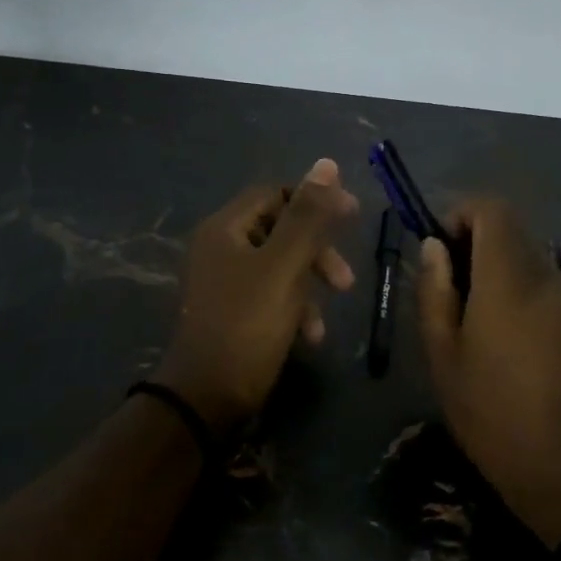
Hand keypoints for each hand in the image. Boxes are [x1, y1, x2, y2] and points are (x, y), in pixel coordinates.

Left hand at [154, 158, 359, 431]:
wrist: (207, 397)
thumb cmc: (247, 325)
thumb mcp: (284, 267)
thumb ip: (307, 217)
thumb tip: (327, 164)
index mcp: (225, 228)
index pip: (275, 193)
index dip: (315, 200)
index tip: (352, 215)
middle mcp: (219, 248)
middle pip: (280, 231)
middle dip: (316, 253)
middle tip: (346, 280)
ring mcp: (223, 282)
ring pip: (280, 267)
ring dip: (309, 287)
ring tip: (325, 319)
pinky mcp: (232, 312)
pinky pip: (270, 295)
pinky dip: (293, 309)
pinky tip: (309, 337)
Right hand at [417, 199, 560, 546]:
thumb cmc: (494, 416)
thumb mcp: (444, 358)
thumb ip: (435, 292)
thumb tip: (433, 247)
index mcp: (509, 279)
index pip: (492, 209)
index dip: (461, 215)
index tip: (441, 252)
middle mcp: (551, 278)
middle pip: (513, 237)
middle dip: (477, 253)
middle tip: (452, 302)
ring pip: (533, 268)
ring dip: (502, 282)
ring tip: (482, 337)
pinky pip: (553, 296)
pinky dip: (527, 305)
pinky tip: (518, 356)